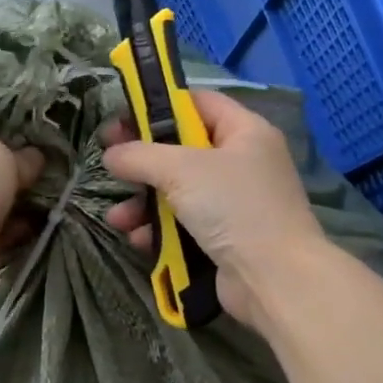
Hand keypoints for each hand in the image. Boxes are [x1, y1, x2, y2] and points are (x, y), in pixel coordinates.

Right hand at [101, 89, 327, 328]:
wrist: (275, 279)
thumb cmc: (233, 207)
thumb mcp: (181, 170)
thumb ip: (140, 156)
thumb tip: (111, 155)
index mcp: (244, 132)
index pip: (197, 103)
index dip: (157, 106)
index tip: (121, 119)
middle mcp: (241, 162)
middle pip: (181, 150)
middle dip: (143, 161)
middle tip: (108, 162)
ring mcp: (234, 203)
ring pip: (177, 191)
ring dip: (143, 203)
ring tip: (117, 217)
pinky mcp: (224, 238)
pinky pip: (183, 224)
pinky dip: (159, 230)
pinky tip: (138, 239)